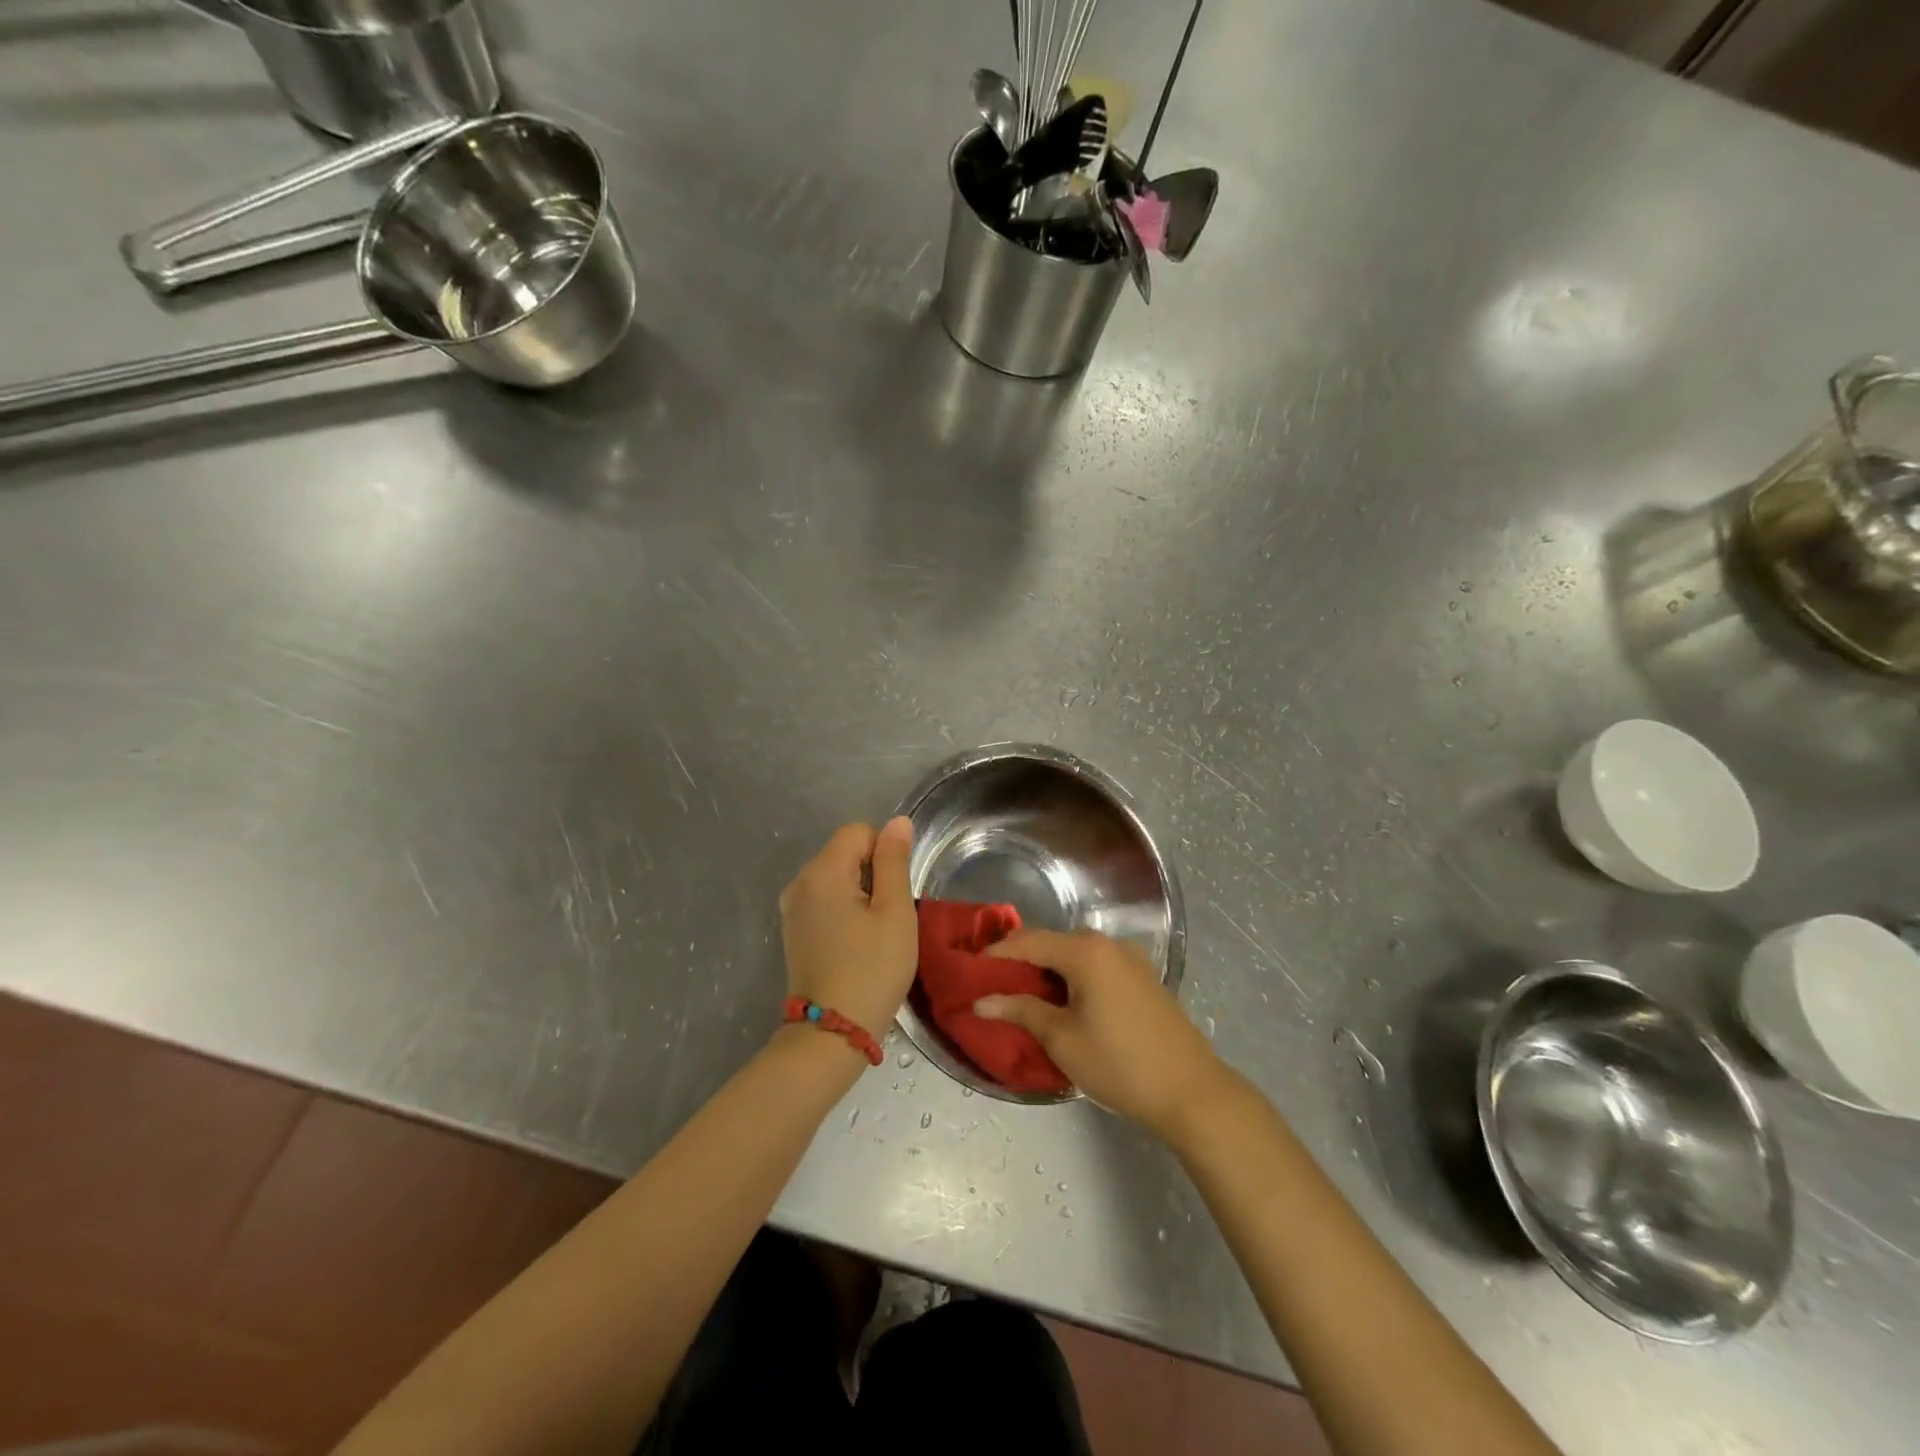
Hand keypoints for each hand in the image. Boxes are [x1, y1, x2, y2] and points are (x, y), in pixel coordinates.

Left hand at [779, 818, 917, 1042]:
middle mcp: (799, 881)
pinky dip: (844, 911)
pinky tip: (855, 943)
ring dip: (859, 895)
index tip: (894, 893)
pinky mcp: (793, 930)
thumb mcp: (895, 911)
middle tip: (887, 917)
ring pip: (836, 878)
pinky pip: (824, 901)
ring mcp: (792, 908)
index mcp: (822, 871)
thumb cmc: (873, 968)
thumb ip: (894, 861)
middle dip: (872, 874)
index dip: (884, 854)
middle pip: (845, 852)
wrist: (833, 1032)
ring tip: (872, 933)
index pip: (859, 832)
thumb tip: (898, 822)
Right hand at [975, 929, 1229, 1141]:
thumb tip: (980, 1001)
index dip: (994, 955)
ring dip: (1045, 971)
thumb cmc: (1120, 1064)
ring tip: (1019, 997)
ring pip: (1073, 955)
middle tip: (990, 986)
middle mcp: (1108, 944)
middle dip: (1018, 962)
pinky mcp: (1142, 978)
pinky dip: (1071, 978)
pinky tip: (1060, 1003)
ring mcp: (1129, 959)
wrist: (1192, 1092)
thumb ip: (1020, 1011)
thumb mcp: (1062, 1039)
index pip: (1027, 941)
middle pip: (1051, 943)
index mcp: (1086, 951)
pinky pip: (1095, 967)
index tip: (968, 973)